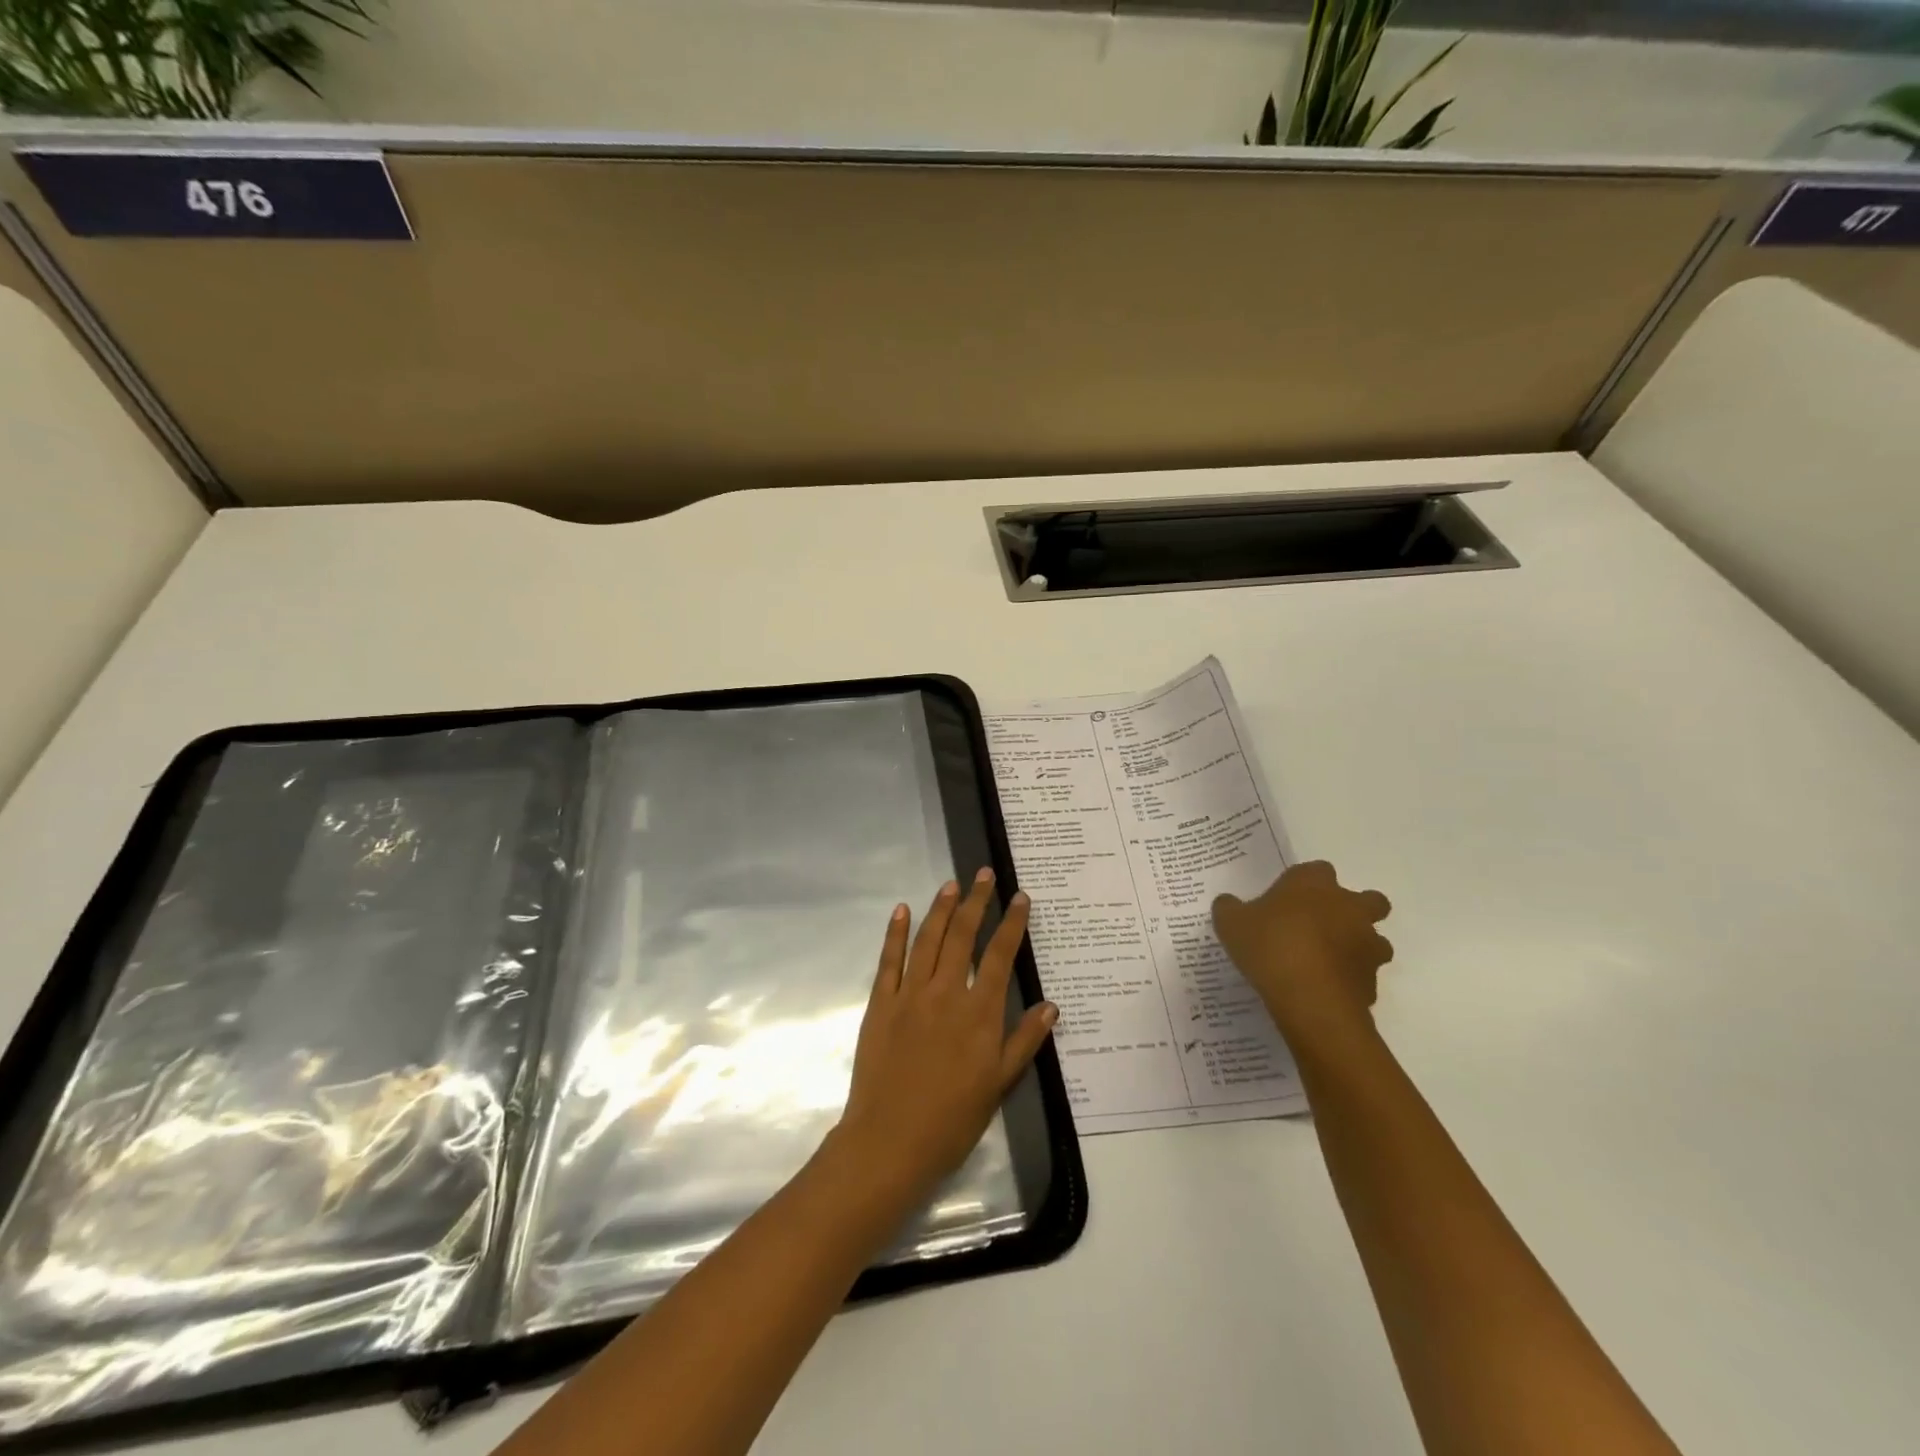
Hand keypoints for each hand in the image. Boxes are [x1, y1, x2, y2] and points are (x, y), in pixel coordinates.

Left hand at [831, 870, 1057, 1208]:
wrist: (891, 1141)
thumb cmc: (952, 1118)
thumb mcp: (999, 1083)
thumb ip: (1024, 1040)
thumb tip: (1051, 1005)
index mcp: (979, 1012)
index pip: (1000, 955)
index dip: (1011, 923)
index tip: (1020, 897)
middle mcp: (946, 993)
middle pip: (963, 936)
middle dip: (976, 901)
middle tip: (984, 874)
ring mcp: (910, 994)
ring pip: (928, 940)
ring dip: (941, 908)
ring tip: (952, 884)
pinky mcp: (880, 1003)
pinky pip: (888, 960)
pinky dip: (896, 932)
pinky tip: (903, 910)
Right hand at [1213, 861, 1393, 1049]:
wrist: (1309, 999)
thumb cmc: (1269, 946)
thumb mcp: (1231, 923)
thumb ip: (1229, 908)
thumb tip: (1228, 903)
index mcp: (1314, 884)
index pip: (1317, 870)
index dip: (1305, 884)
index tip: (1287, 900)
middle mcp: (1348, 907)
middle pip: (1369, 899)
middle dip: (1354, 910)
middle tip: (1324, 926)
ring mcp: (1367, 944)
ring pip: (1375, 939)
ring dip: (1358, 947)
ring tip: (1326, 962)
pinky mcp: (1373, 980)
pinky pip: (1364, 975)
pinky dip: (1350, 980)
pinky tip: (1324, 990)